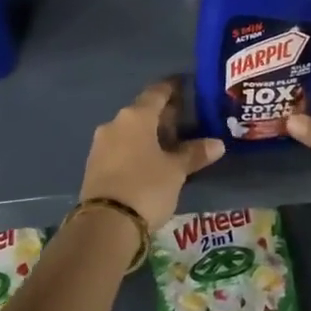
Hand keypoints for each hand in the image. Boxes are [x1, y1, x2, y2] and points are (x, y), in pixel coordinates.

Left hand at [80, 79, 224, 228]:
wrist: (105, 224)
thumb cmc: (146, 187)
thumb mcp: (176, 172)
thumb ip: (194, 154)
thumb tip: (217, 143)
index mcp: (136, 117)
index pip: (156, 92)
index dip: (172, 88)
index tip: (184, 86)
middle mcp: (115, 123)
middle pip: (142, 112)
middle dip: (162, 116)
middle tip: (183, 122)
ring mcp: (101, 144)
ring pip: (129, 131)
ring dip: (148, 135)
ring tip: (169, 146)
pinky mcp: (93, 165)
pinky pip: (120, 148)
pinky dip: (135, 150)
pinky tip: (148, 163)